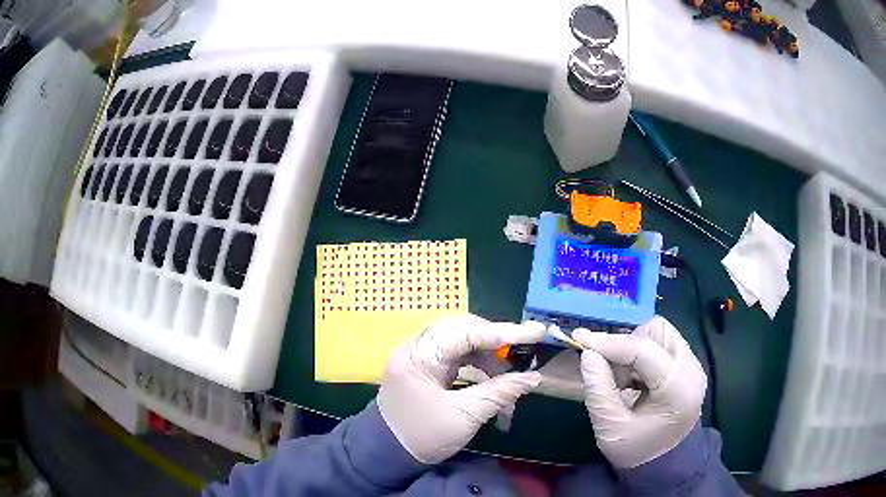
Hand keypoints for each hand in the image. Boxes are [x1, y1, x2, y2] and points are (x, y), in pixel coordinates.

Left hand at [378, 314, 544, 463]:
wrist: (388, 454)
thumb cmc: (423, 437)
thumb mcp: (465, 416)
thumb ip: (500, 392)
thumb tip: (533, 377)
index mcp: (419, 356)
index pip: (466, 332)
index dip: (504, 332)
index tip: (535, 333)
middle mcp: (415, 347)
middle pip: (462, 328)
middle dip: (495, 339)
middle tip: (523, 350)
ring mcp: (418, 356)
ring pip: (460, 339)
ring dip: (487, 353)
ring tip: (510, 371)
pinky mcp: (423, 366)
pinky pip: (454, 354)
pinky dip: (476, 362)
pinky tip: (492, 375)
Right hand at [573, 316, 706, 467]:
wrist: (662, 464)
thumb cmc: (635, 449)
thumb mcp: (610, 427)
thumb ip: (598, 390)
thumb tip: (588, 353)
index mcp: (677, 388)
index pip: (644, 350)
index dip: (610, 342)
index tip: (579, 337)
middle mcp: (692, 368)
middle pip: (657, 332)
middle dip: (627, 345)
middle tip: (609, 371)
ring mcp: (693, 365)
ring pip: (660, 333)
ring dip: (635, 348)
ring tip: (624, 379)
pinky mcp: (688, 365)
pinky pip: (663, 343)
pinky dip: (643, 354)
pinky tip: (635, 379)